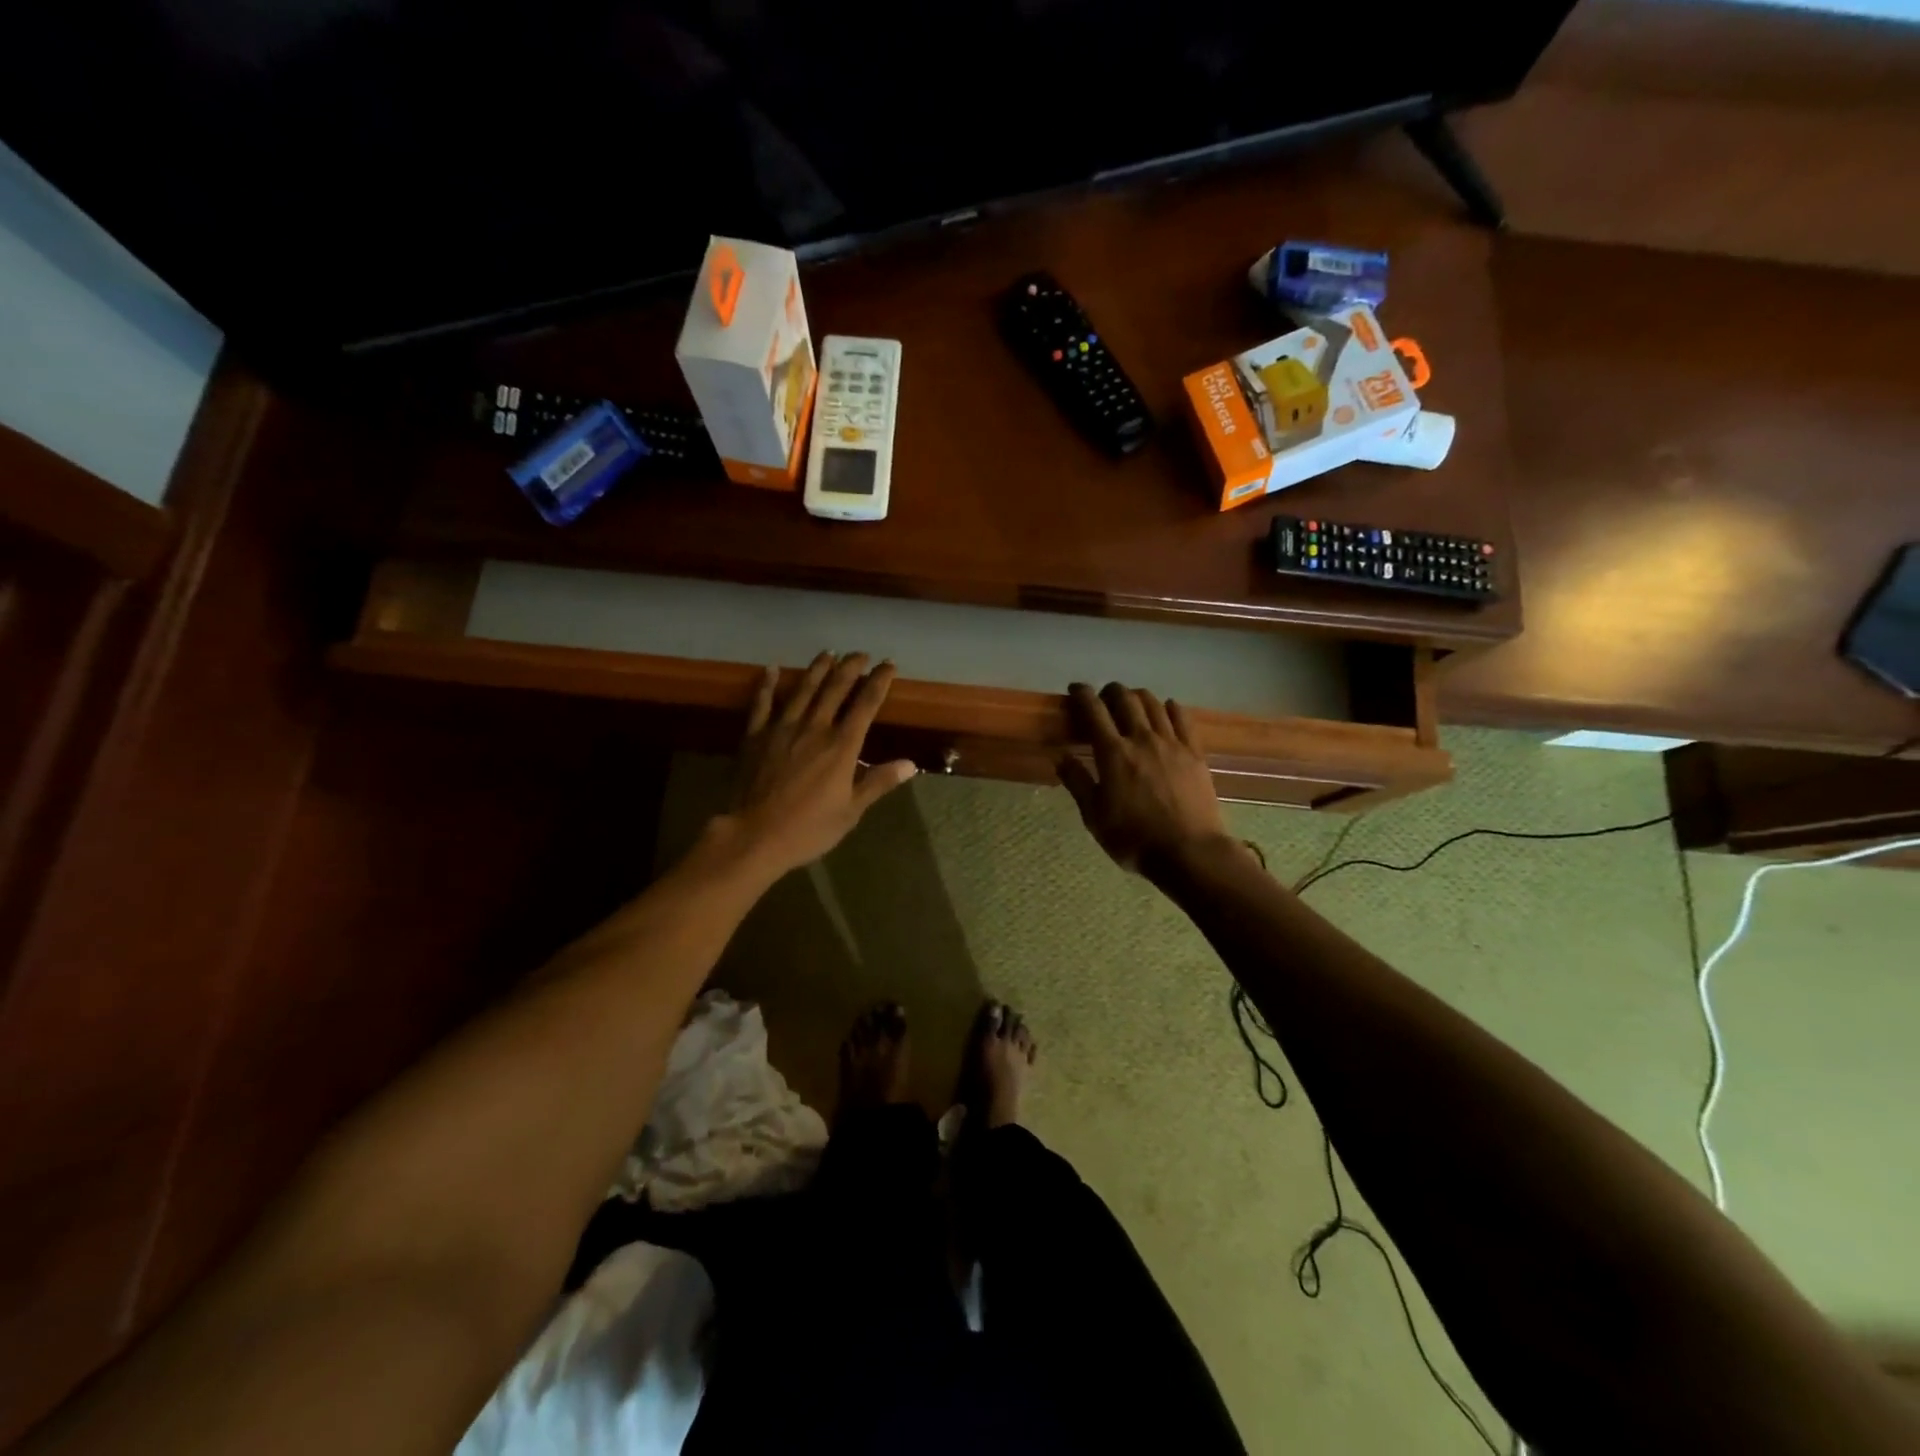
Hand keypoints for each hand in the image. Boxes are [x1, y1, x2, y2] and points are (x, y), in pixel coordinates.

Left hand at [721, 652, 918, 876]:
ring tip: (828, 652)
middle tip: (861, 653)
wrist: (756, 835)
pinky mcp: (755, 736)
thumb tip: (910, 764)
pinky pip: (762, 703)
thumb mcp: (851, 811)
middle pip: (835, 688)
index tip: (889, 665)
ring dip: (817, 669)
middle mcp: (815, 728)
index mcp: (842, 746)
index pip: (866, 705)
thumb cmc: (809, 828)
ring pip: (803, 689)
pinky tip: (770, 668)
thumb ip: (878, 782)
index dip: (879, 682)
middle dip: (851, 667)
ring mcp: (782, 728)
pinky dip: (767, 684)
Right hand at [1056, 682, 1229, 876]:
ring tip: (1132, 702)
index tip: (1075, 689)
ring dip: (1138, 696)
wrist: (1189, 852)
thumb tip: (1060, 756)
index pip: (1093, 710)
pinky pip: (1182, 718)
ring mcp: (1172, 743)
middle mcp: (1142, 739)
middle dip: (1111, 691)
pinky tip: (1166, 709)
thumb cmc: (1134, 838)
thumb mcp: (1094, 817)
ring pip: (1154, 703)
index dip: (1082, 694)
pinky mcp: (1195, 752)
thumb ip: (1077, 782)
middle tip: (1103, 697)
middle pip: (1125, 699)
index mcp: (1113, 753)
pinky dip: (1170, 707)